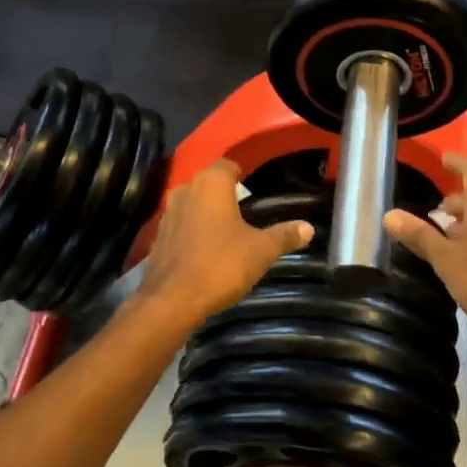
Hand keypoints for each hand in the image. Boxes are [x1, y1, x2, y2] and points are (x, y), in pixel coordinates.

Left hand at [136, 160, 312, 330]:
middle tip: (248, 213)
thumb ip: (284, 236)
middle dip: (226, 196)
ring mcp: (167, 215)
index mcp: (210, 184)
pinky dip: (194, 234)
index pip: (227, 165)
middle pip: (209, 185)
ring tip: (230, 234)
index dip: (241, 175)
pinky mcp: (157, 239)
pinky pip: (182, 228)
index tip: (255, 189)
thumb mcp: (261, 251)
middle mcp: (185, 191)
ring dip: (208, 215)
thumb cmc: (220, 264)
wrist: (172, 301)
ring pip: (193, 206)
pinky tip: (208, 253)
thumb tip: (308, 228)